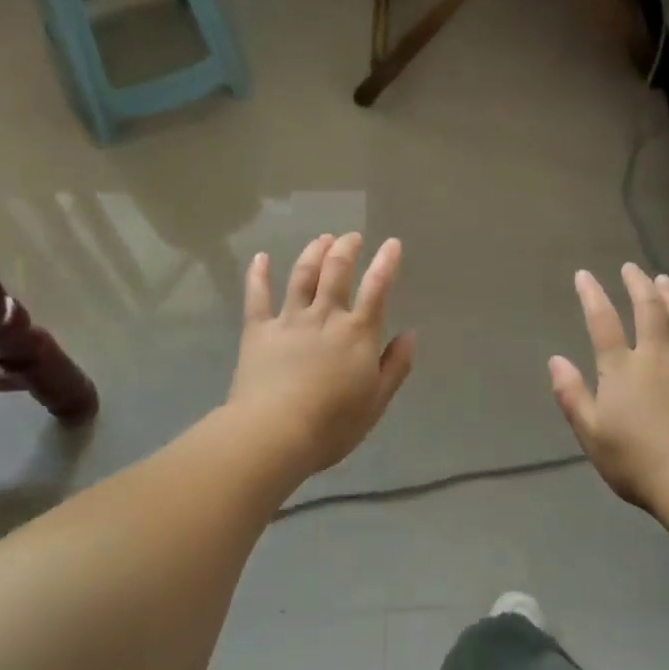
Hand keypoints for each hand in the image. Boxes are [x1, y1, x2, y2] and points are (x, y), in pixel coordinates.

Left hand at [228, 233, 416, 477]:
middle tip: (351, 238)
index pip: (376, 288)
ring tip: (322, 239)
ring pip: (302, 275)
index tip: (392, 243)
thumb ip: (396, 365)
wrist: (275, 432)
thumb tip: (410, 334)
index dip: (386, 262)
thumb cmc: (333, 423)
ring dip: (313, 252)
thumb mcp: (377, 401)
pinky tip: (261, 257)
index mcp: (357, 333)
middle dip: (346, 249)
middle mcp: (325, 316)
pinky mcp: (258, 330)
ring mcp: (289, 320)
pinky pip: (257, 296)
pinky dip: (258, 274)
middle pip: (336, 272)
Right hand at [549, 264, 668, 513]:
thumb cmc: (634, 462)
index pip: (603, 323)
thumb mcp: (590, 433)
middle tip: (632, 268)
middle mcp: (656, 359)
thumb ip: (572, 394)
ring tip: (666, 280)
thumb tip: (555, 360)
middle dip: (638, 286)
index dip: (592, 296)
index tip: (584, 275)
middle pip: (648, 312)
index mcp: (622, 370)